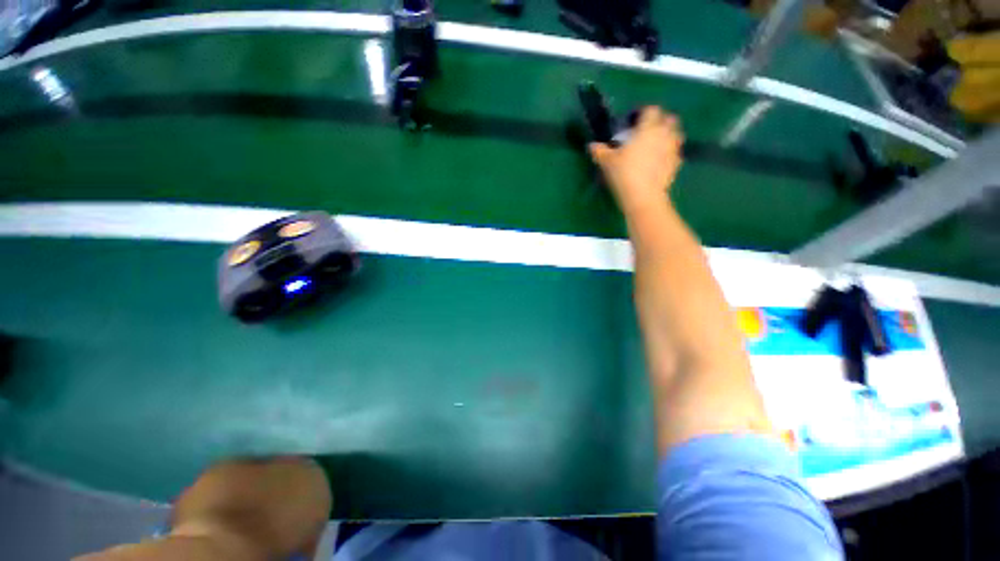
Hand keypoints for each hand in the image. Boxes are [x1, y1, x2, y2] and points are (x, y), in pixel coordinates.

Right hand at [588, 107, 683, 215]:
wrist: (643, 196)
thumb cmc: (624, 174)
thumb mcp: (607, 162)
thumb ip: (600, 151)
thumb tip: (591, 145)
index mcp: (648, 128)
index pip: (651, 110)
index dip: (643, 112)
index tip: (635, 120)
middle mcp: (664, 134)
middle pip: (669, 119)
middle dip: (660, 122)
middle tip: (647, 132)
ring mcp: (673, 149)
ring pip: (676, 135)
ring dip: (668, 136)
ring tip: (655, 145)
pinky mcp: (676, 164)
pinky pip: (675, 153)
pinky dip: (669, 153)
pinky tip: (659, 161)